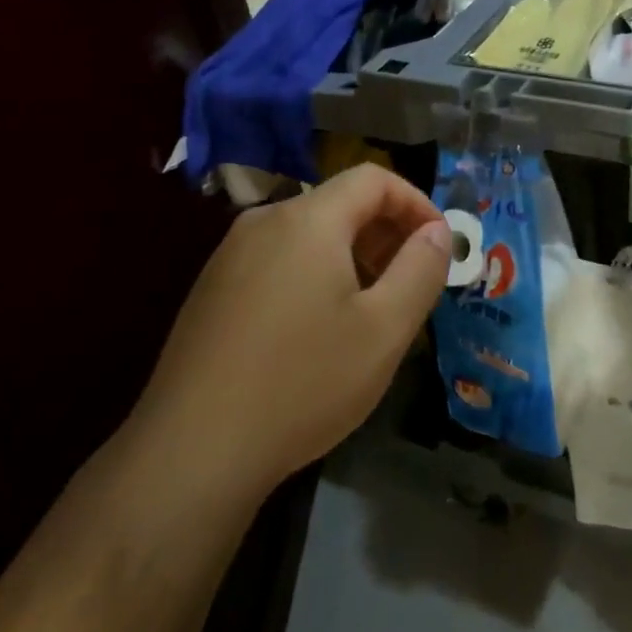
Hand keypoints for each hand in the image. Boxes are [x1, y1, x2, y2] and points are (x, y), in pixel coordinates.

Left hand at [128, 165, 451, 500]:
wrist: (191, 452)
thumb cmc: (303, 383)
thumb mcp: (385, 329)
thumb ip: (421, 269)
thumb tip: (437, 231)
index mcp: (307, 219)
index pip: (374, 179)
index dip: (416, 202)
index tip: (440, 244)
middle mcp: (264, 222)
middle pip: (339, 203)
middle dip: (386, 233)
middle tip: (412, 282)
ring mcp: (229, 256)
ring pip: (308, 234)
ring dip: (352, 256)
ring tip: (371, 309)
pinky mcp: (211, 290)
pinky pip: (278, 260)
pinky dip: (314, 274)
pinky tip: (318, 329)